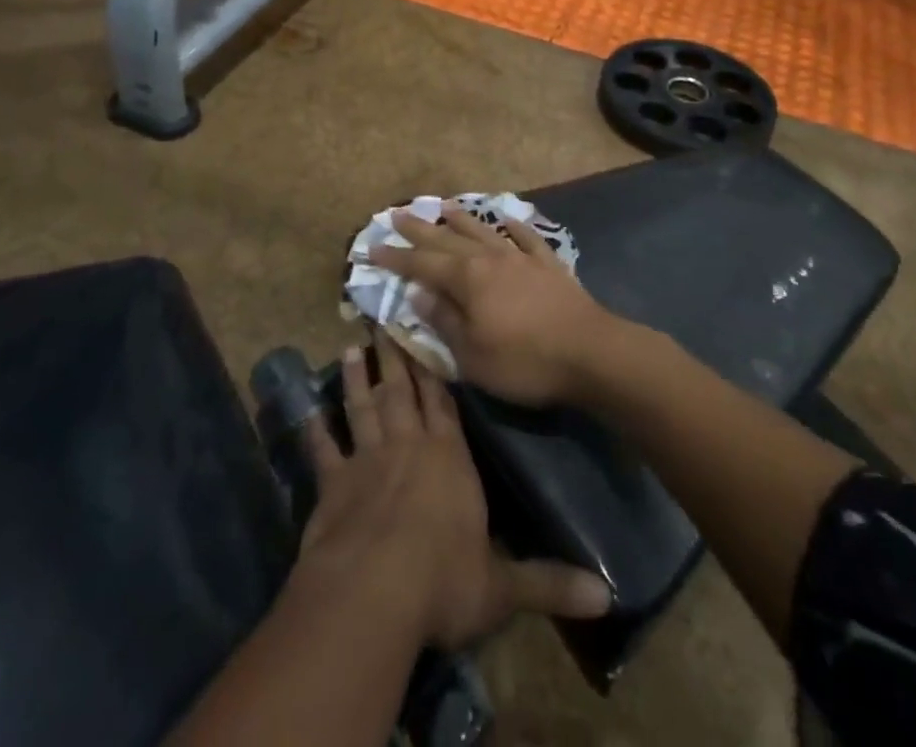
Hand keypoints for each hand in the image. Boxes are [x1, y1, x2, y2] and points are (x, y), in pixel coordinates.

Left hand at [297, 334, 610, 649]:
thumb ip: (549, 583)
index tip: (424, 336)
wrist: (374, 592)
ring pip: (363, 407)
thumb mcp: (503, 588)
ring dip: (356, 379)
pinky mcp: (334, 483)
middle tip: (382, 320)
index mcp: (449, 458)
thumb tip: (607, 595)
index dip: (434, 371)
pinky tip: (308, 410)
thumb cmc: (443, 580)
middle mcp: (408, 447)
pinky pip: (323, 449)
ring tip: (350, 347)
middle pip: (402, 391)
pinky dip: (316, 429)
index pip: (444, 403)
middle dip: (394, 356)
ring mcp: (367, 460)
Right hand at [387, 204, 628, 408]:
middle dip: (420, 229)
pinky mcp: (548, 265)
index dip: (396, 258)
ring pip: (484, 232)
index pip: (422, 265)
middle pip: (448, 240)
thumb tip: (418, 292)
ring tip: (444, 206)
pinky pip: (525, 238)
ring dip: (461, 220)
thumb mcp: (472, 354)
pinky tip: (505, 219)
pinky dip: (513, 227)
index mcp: (467, 280)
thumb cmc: (524, 361)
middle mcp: (490, 259)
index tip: (372, 247)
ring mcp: (521, 258)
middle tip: (397, 213)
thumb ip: (444, 320)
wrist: (590, 353)